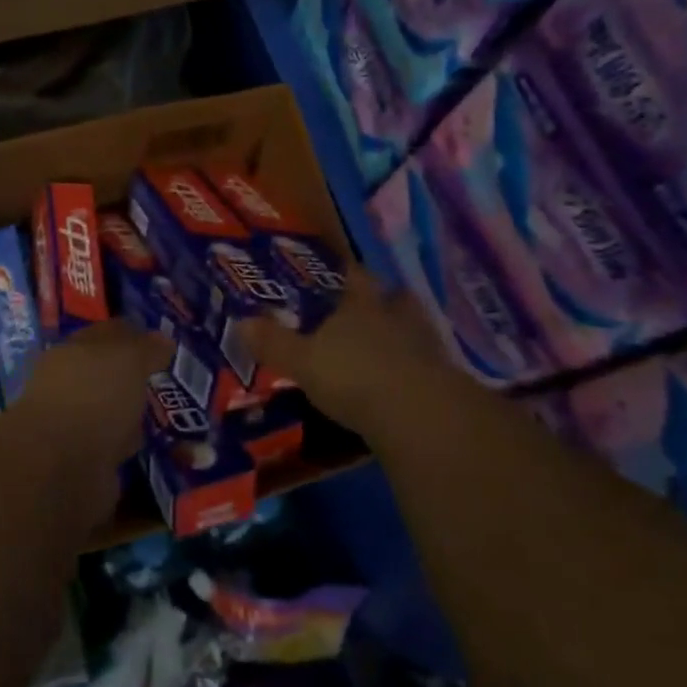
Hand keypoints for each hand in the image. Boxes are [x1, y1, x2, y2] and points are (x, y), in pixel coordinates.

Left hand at [10, 320, 172, 475]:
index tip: (165, 345)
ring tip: (164, 417)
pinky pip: (113, 445)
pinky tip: (150, 446)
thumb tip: (163, 340)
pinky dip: (128, 445)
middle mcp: (68, 385)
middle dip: (134, 378)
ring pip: (110, 411)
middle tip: (168, 382)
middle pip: (107, 375)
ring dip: (131, 415)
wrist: (63, 468)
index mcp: (72, 351)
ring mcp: (73, 425)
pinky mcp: (82, 461)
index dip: (135, 336)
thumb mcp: (128, 358)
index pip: (107, 335)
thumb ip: (147, 347)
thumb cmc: (94, 397)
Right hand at [243, 273, 453, 431]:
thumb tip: (241, 322)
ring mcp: (427, 346)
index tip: (345, 272)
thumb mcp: (303, 362)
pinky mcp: (445, 378)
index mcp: (361, 306)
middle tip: (374, 307)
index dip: (350, 274)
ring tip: (390, 345)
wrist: (419, 414)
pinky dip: (418, 367)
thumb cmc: (353, 377)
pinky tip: (406, 380)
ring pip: (417, 328)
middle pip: (396, 298)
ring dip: (405, 333)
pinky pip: (429, 364)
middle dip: (386, 300)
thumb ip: (274, 343)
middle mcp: (397, 317)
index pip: (356, 278)